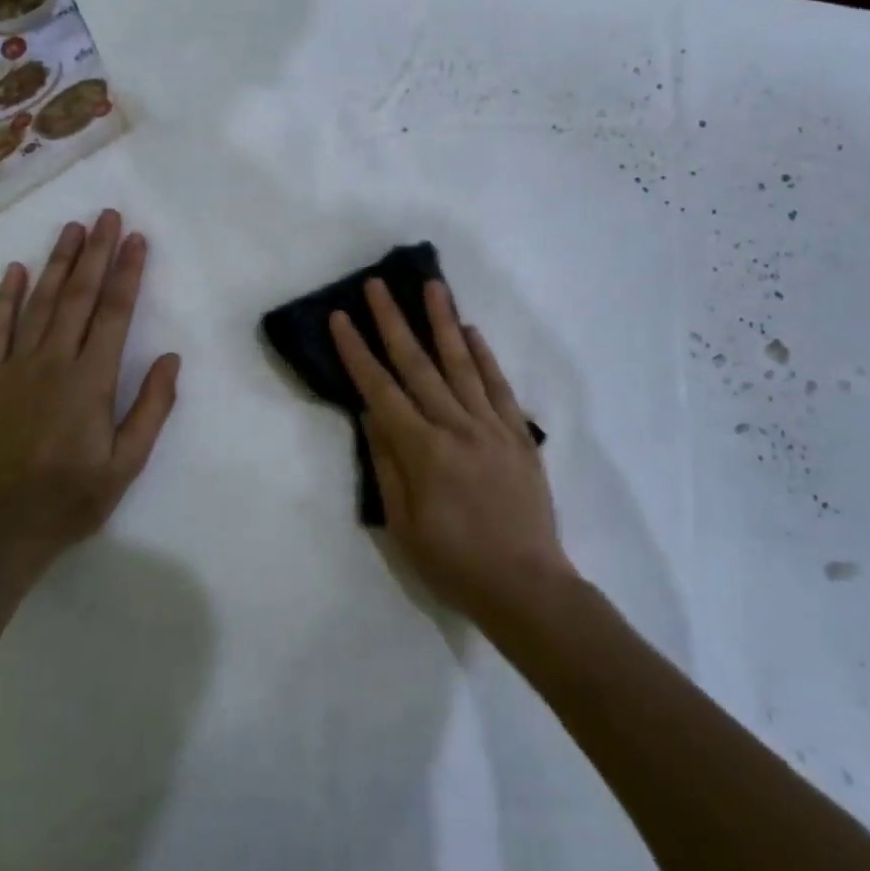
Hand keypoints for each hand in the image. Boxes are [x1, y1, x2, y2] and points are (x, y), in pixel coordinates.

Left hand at [0, 210, 179, 564]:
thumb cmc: (71, 497)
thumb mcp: (126, 463)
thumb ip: (151, 408)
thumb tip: (171, 358)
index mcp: (91, 380)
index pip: (115, 313)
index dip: (128, 273)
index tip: (137, 239)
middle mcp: (53, 362)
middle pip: (78, 296)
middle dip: (97, 252)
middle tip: (107, 216)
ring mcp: (14, 367)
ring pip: (39, 303)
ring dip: (58, 263)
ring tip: (72, 229)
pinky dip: (5, 298)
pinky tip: (15, 270)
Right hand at [330, 279, 574, 625]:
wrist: (527, 585)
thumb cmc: (454, 563)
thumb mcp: (404, 525)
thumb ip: (387, 464)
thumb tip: (371, 415)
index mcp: (423, 451)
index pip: (381, 389)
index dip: (357, 351)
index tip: (342, 317)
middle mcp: (456, 427)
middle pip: (418, 364)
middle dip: (393, 321)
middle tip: (377, 285)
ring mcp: (491, 427)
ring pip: (462, 363)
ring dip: (443, 321)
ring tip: (431, 286)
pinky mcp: (518, 434)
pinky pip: (499, 386)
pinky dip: (484, 356)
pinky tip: (472, 331)